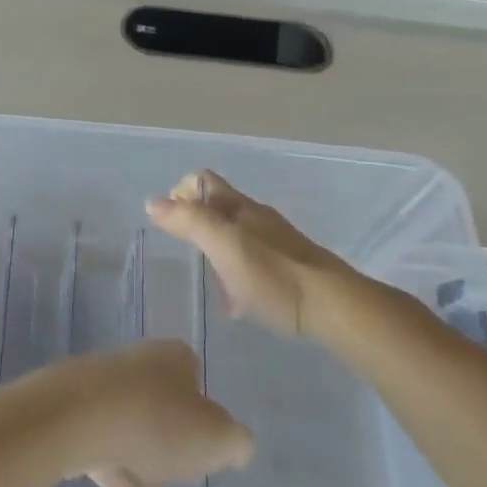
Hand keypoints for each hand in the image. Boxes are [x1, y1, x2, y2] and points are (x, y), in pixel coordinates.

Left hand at [60, 339, 253, 486]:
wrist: (76, 418)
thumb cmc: (157, 423)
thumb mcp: (219, 439)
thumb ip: (236, 443)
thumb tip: (236, 444)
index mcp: (173, 357)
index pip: (195, 377)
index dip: (204, 413)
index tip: (204, 445)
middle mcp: (136, 362)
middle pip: (160, 402)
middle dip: (168, 440)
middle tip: (175, 474)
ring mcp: (99, 383)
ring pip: (128, 422)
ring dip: (140, 458)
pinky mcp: (71, 407)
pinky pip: (99, 438)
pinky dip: (112, 464)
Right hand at [147, 172, 350, 337]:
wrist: (332, 306)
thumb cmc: (273, 275)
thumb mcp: (224, 245)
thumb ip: (190, 222)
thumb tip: (153, 202)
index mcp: (239, 207)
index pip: (203, 181)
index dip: (180, 193)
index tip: (168, 223)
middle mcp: (257, 217)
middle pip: (217, 207)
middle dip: (194, 222)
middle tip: (182, 251)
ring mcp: (274, 241)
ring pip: (234, 234)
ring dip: (214, 248)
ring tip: (206, 279)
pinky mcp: (287, 267)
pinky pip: (250, 259)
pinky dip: (233, 270)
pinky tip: (235, 299)